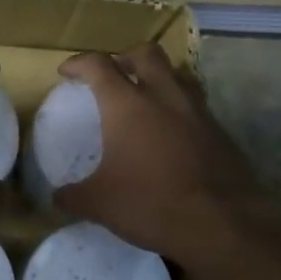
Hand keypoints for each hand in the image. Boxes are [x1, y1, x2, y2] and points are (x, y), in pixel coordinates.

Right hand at [53, 45, 273, 261]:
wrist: (223, 225)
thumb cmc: (151, 204)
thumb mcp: (100, 204)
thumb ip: (73, 196)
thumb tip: (57, 197)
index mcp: (127, 105)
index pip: (99, 66)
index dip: (79, 63)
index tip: (68, 72)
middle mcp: (164, 97)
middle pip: (146, 54)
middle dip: (125, 57)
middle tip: (113, 74)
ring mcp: (198, 113)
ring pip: (178, 75)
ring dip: (159, 78)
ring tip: (147, 98)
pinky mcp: (221, 133)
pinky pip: (197, 107)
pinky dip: (180, 110)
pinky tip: (173, 136)